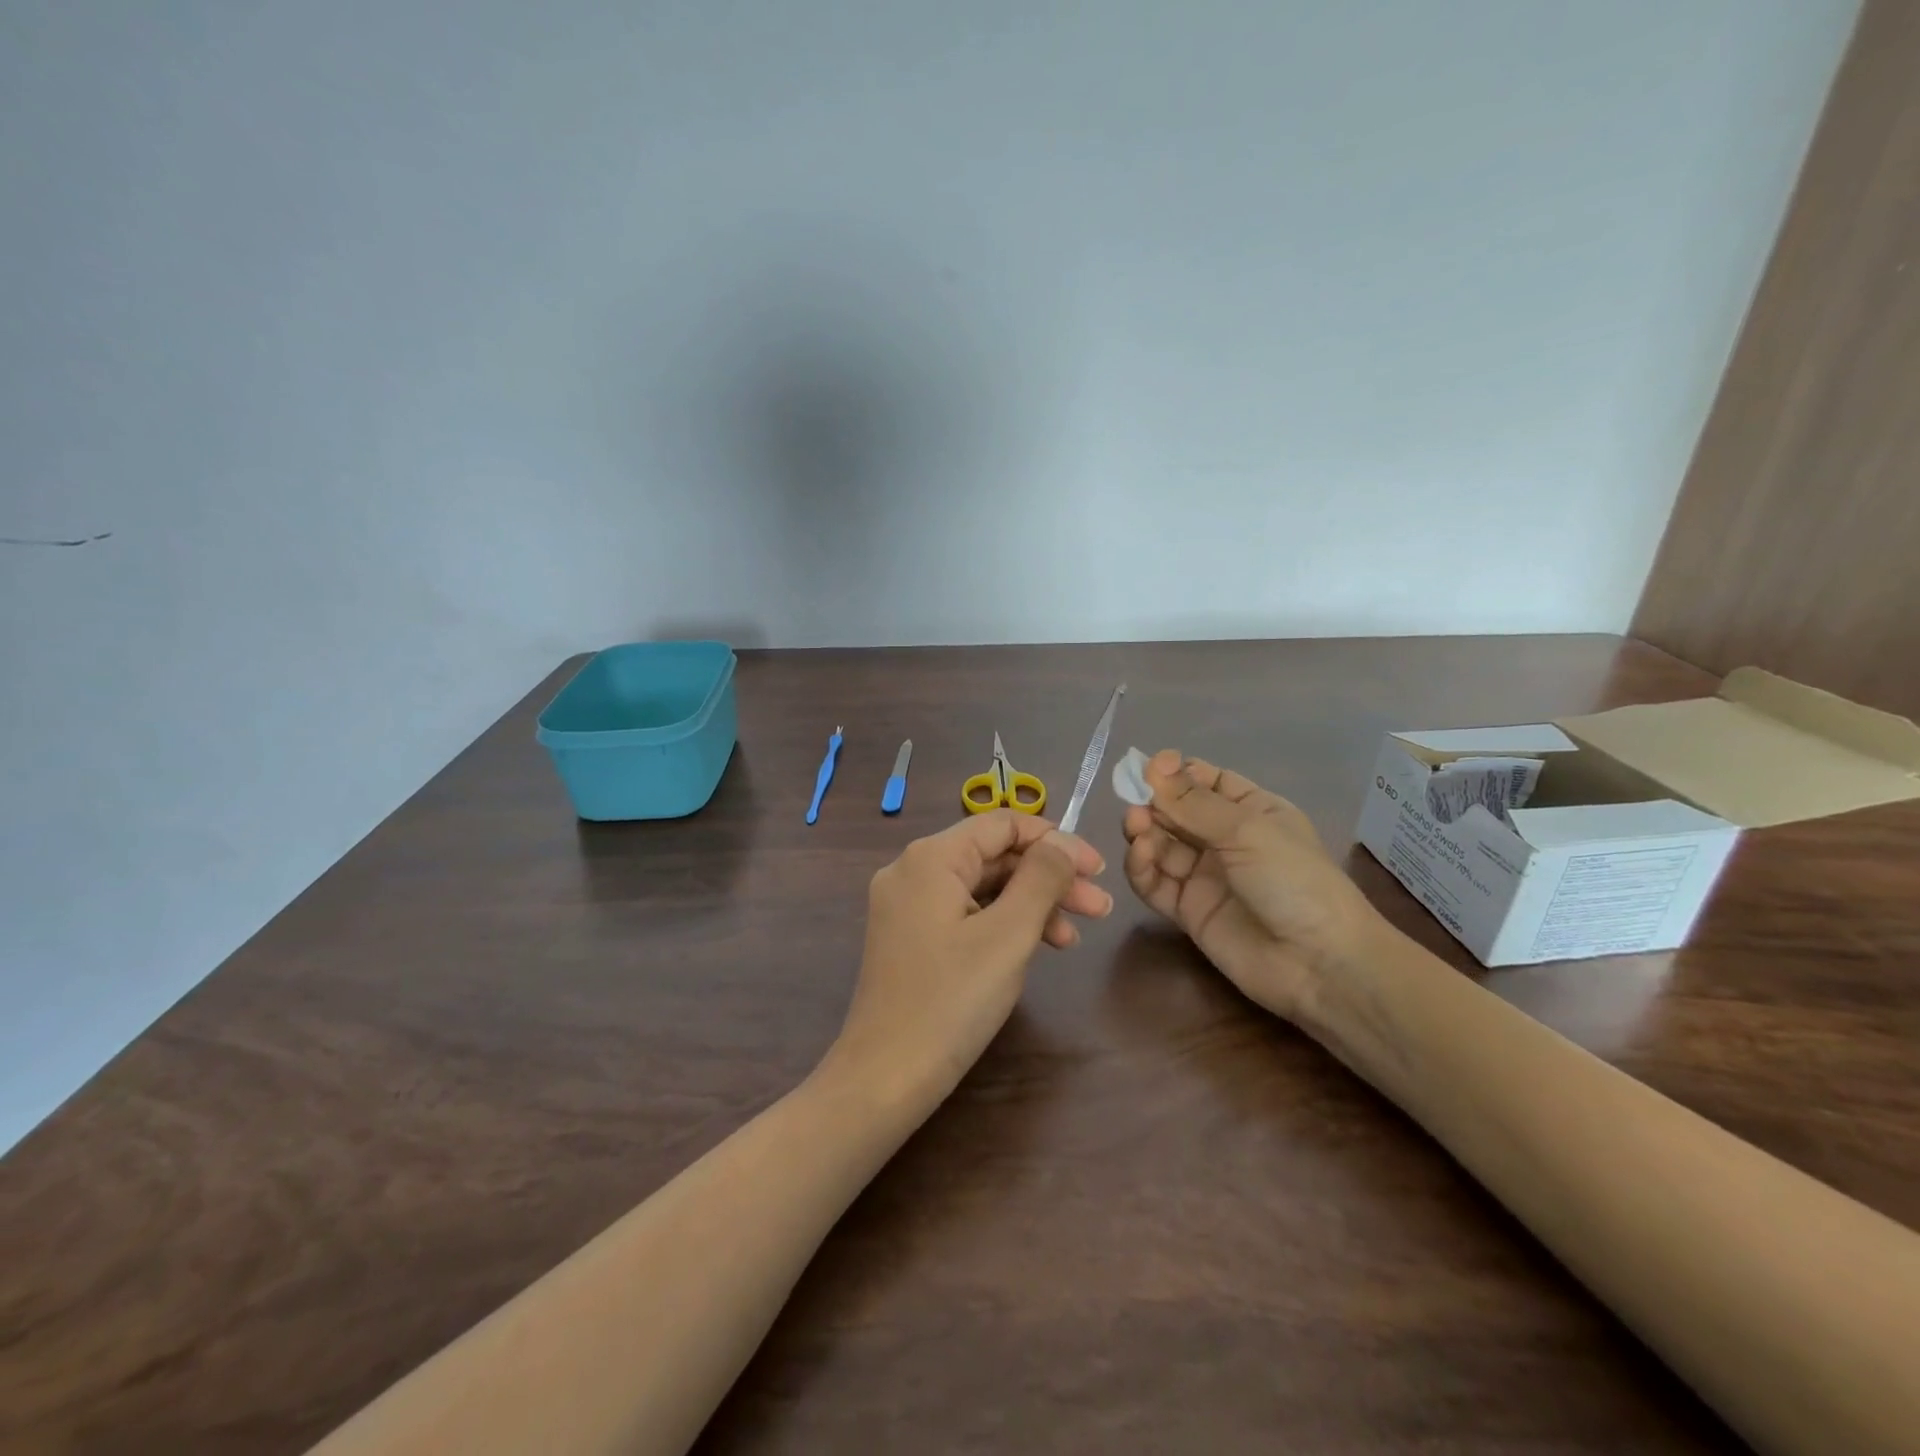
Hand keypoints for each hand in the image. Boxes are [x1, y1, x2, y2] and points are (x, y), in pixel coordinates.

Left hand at [826, 811, 1111, 1107]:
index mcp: (931, 857)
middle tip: (1099, 906)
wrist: (886, 1078)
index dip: (1055, 840)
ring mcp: (908, 905)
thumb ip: (1041, 878)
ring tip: (1076, 936)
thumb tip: (1063, 841)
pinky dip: (1003, 925)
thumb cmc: (951, 1001)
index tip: (1098, 869)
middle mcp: (913, 870)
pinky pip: (966, 914)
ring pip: (983, 887)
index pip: (1002, 824)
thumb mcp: (1008, 934)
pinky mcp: (911, 937)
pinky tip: (1037, 948)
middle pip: (994, 857)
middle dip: (1049, 878)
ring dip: (1032, 904)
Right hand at [1122, 751, 1379, 1019]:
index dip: (1175, 773)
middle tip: (1135, 802)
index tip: (1149, 768)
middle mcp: (1225, 839)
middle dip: (1154, 802)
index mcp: (1251, 810)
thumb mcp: (1247, 830)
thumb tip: (1153, 765)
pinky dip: (1142, 867)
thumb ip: (1193, 802)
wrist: (1318, 963)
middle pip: (1176, 811)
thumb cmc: (1293, 880)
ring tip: (1136, 827)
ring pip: (1161, 845)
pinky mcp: (1187, 910)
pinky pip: (1155, 882)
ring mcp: (1204, 876)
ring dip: (1144, 832)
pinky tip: (1141, 856)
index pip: (1205, 781)